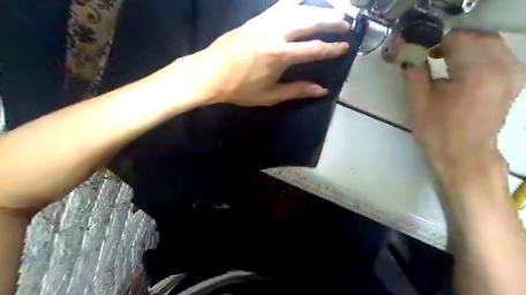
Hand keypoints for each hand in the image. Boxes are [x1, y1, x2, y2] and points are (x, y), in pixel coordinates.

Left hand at [188, 1, 347, 105]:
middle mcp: (275, 33)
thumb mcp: (270, 95)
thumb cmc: (239, 88)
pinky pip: (281, 5)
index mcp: (280, 56)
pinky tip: (304, 3)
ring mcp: (265, 22)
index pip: (314, 49)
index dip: (332, 48)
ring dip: (317, 8)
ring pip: (298, 8)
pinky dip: (296, 3)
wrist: (210, 73)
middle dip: (331, 21)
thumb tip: (321, 90)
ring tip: (332, 10)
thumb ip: (297, 90)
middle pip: (310, 21)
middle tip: (346, 23)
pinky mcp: (257, 18)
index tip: (345, 47)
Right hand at [403, 31, 525, 180]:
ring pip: (487, 41)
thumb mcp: (418, 100)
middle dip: (447, 42)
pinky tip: (458, 67)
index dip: (432, 42)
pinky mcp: (515, 78)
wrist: (464, 156)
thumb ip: (412, 69)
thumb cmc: (437, 131)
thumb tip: (401, 46)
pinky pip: (496, 52)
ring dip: (461, 46)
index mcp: (478, 73)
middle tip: (426, 56)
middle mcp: (504, 66)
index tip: (416, 53)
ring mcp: (514, 71)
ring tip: (440, 60)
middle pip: (475, 35)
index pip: (456, 38)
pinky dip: (475, 53)